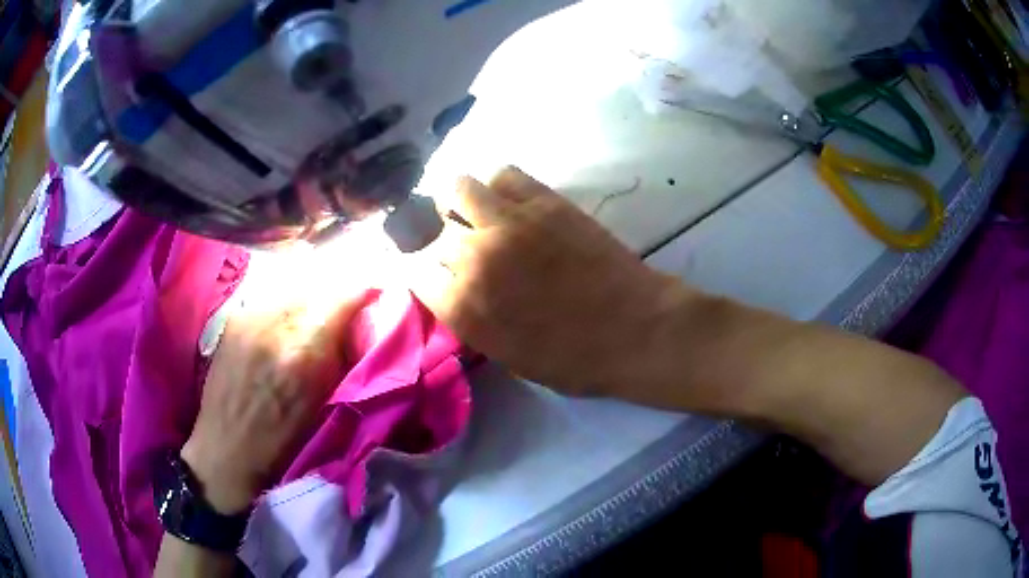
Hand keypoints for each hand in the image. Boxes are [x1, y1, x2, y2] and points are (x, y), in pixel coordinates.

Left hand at [181, 278, 366, 514]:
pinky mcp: (234, 319)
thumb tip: (355, 328)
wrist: (226, 450)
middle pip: (317, 285)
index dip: (362, 292)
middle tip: (341, 314)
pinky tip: (282, 328)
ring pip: (291, 289)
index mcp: (304, 350)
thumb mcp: (324, 406)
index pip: (342, 296)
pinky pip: (269, 299)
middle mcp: (275, 322)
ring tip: (311, 320)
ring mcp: (249, 316)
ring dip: (308, 300)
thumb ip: (341, 359)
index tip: (372, 297)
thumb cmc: (281, 443)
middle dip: (334, 296)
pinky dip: (284, 307)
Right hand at [407, 167, 688, 397]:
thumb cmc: (576, 360)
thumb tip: (455, 291)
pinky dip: (499, 186)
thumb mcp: (509, 357)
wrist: (635, 329)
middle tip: (468, 252)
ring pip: (457, 188)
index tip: (437, 277)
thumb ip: (471, 321)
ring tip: (479, 216)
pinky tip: (511, 203)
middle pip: (434, 234)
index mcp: (462, 308)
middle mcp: (473, 258)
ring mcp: (507, 222)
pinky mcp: (543, 200)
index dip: (425, 276)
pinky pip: (503, 174)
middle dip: (445, 246)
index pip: (415, 275)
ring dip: (461, 204)